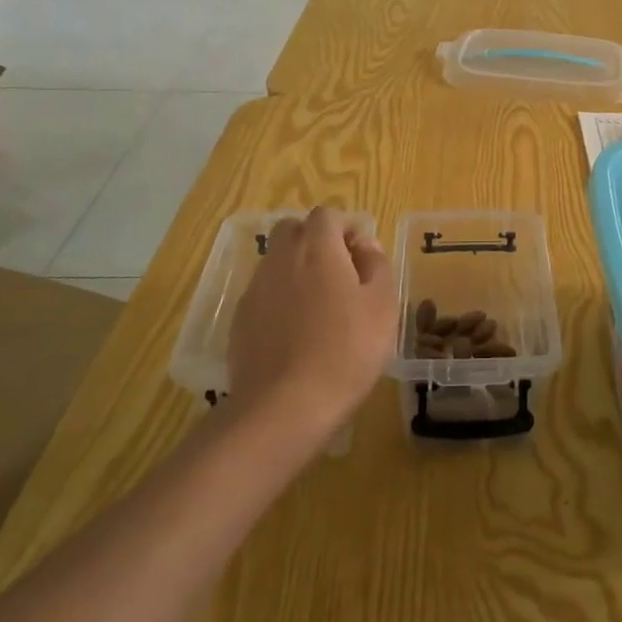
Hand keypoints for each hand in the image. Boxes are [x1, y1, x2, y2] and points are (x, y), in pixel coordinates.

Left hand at [222, 208, 397, 433]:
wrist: (284, 406)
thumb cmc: (346, 350)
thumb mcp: (382, 306)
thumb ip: (377, 265)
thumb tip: (365, 245)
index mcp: (318, 249)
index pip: (327, 215)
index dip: (347, 228)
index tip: (362, 258)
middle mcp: (281, 259)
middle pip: (293, 229)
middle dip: (316, 241)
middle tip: (340, 274)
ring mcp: (255, 289)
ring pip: (276, 260)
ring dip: (297, 269)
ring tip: (320, 306)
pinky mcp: (239, 320)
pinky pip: (263, 292)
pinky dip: (280, 298)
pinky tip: (296, 331)